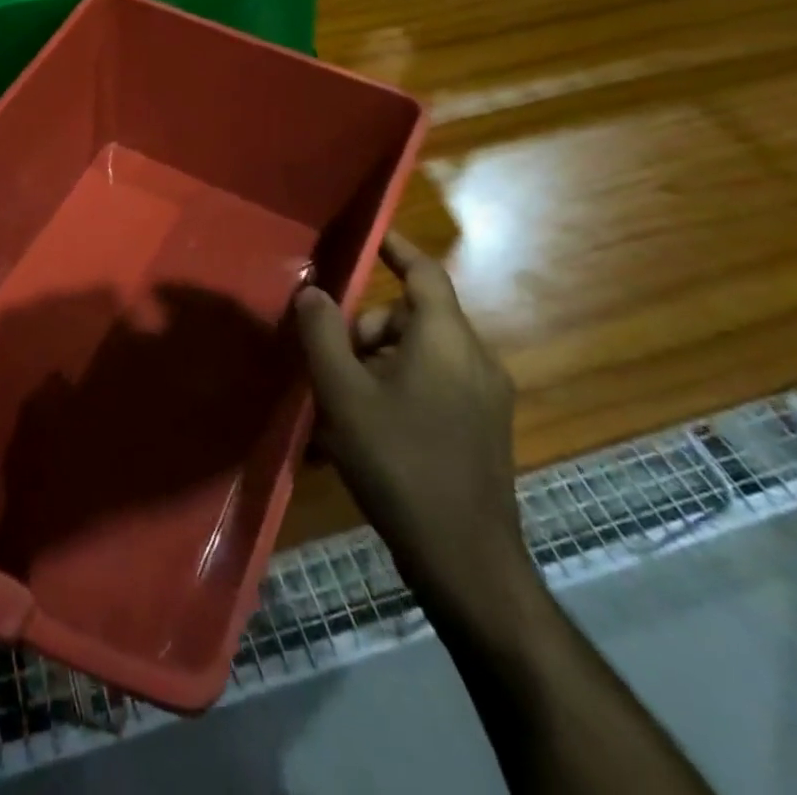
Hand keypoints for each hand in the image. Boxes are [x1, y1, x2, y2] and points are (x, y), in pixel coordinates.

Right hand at [296, 233, 528, 614]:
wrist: (466, 560)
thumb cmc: (399, 463)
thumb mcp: (344, 394)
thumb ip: (323, 334)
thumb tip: (312, 291)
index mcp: (445, 339)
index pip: (423, 272)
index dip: (396, 248)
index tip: (369, 236)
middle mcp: (473, 358)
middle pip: (412, 317)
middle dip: (366, 329)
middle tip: (331, 363)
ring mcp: (485, 397)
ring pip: (420, 354)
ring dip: (378, 364)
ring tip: (342, 407)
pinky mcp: (483, 429)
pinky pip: (434, 386)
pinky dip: (398, 390)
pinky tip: (366, 432)